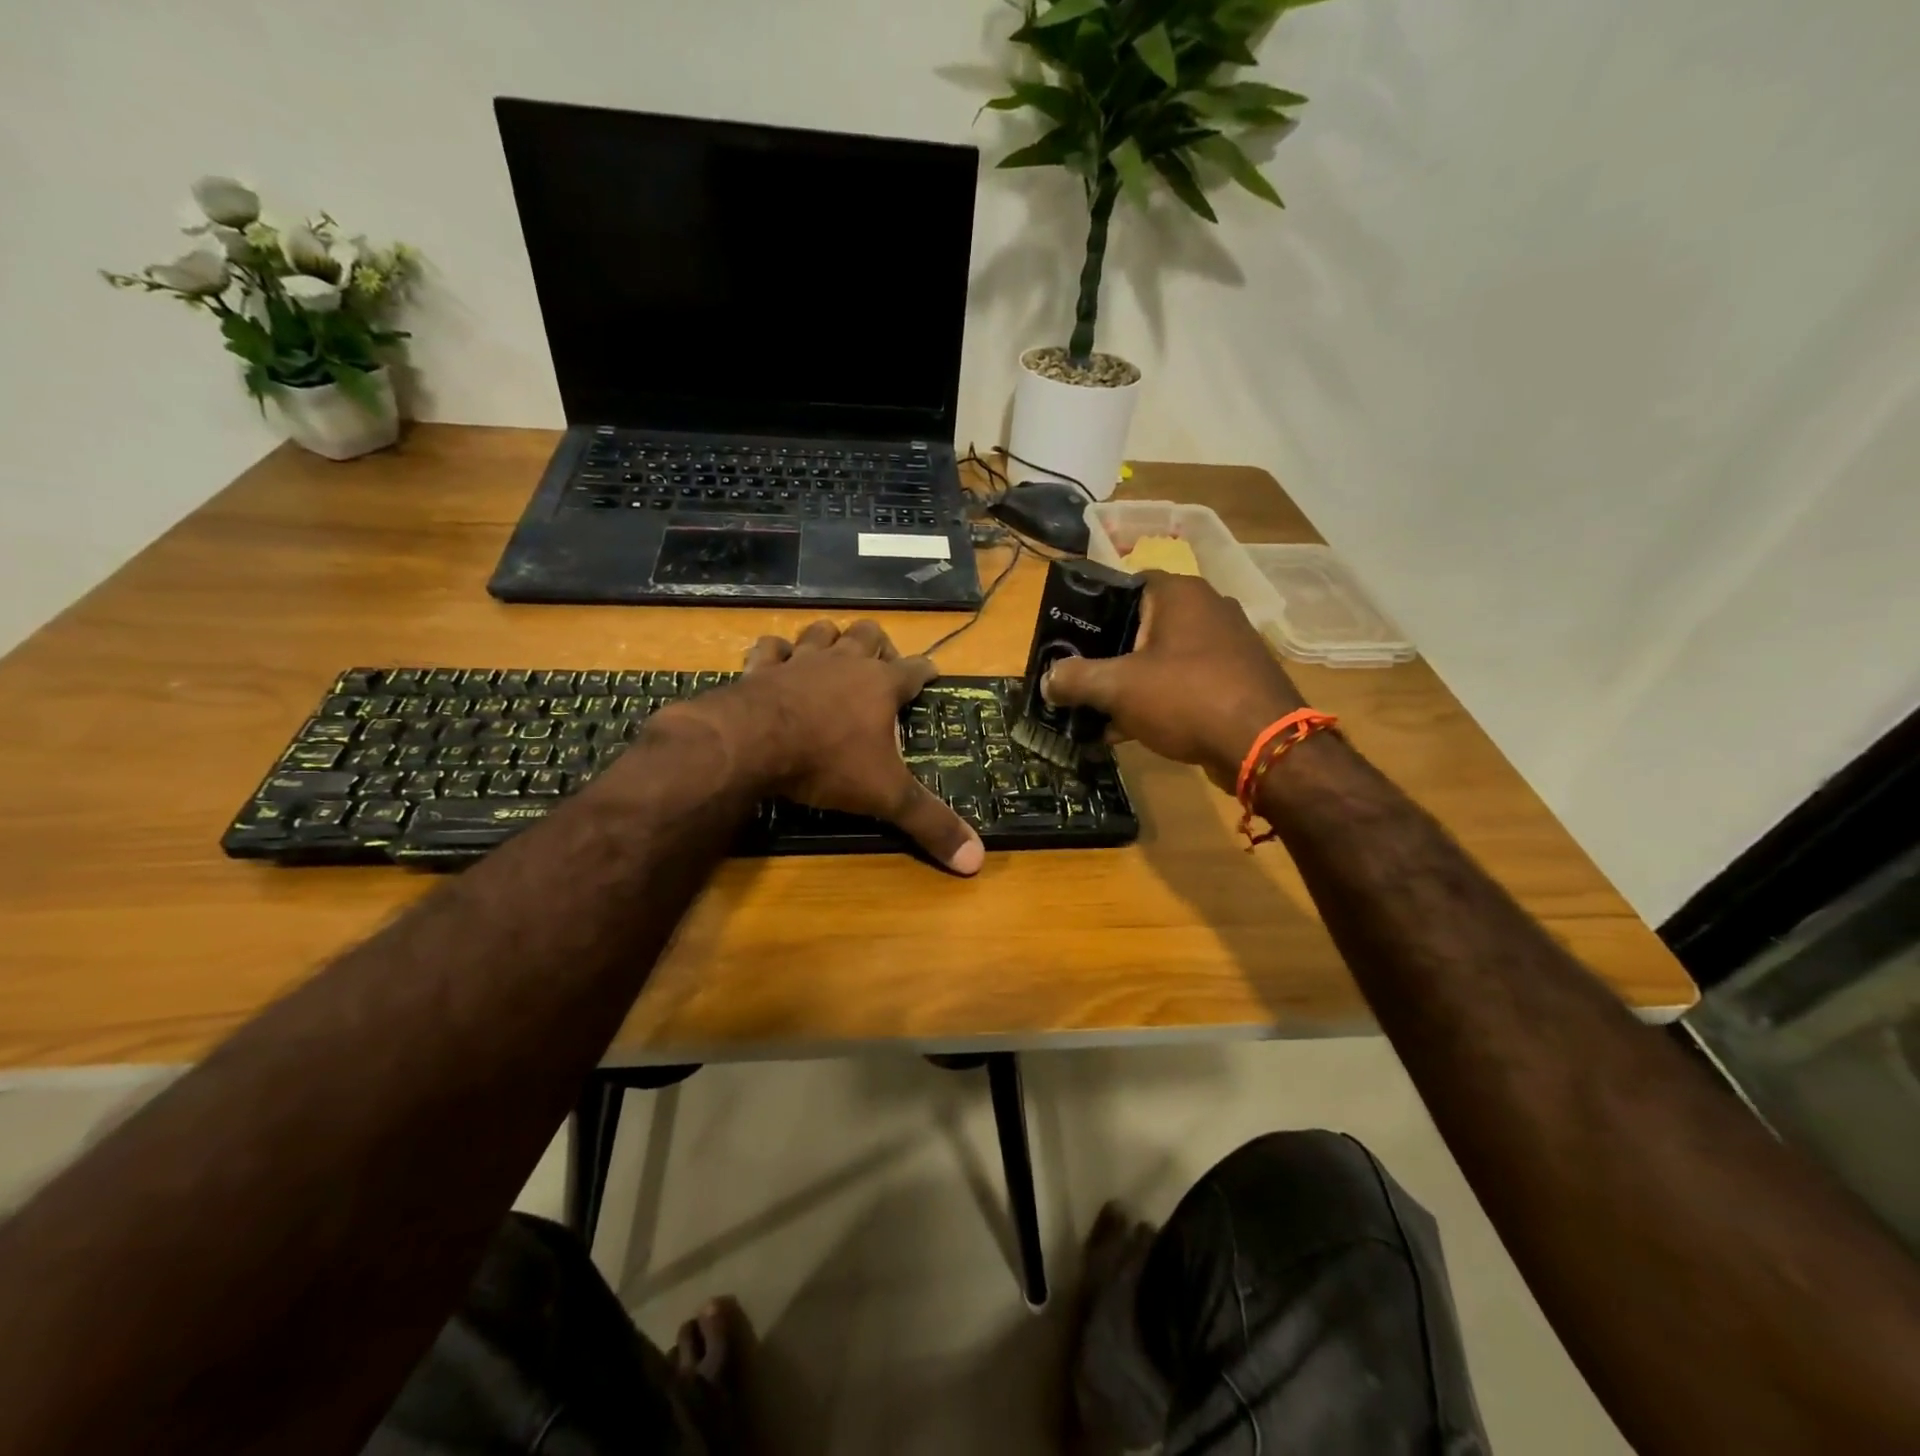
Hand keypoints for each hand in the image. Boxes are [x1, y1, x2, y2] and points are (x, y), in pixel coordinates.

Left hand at [685, 619, 984, 874]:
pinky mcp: (762, 668)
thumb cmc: (829, 763)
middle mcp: (845, 663)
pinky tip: (778, 662)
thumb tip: (977, 860)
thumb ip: (930, 823)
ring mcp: (801, 661)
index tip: (933, 672)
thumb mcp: (887, 796)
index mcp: (881, 686)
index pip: (915, 669)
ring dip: (830, 638)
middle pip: (869, 634)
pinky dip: (776, 653)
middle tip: (880, 665)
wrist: (754, 743)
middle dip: (879, 644)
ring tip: (833, 653)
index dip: (927, 670)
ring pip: (821, 631)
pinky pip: (771, 647)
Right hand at [1041, 572, 1306, 791]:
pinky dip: (1159, 699)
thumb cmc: (1186, 697)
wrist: (1265, 746)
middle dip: (1109, 653)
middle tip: (1081, 677)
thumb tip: (1047, 681)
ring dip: (1132, 682)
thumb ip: (1076, 679)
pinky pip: (1186, 682)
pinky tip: (1132, 730)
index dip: (1094, 609)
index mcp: (1180, 593)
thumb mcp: (1118, 687)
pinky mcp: (1238, 679)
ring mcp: (1228, 644)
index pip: (1126, 585)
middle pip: (1143, 624)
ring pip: (1163, 657)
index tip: (1070, 638)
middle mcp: (1208, 608)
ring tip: (1099, 711)